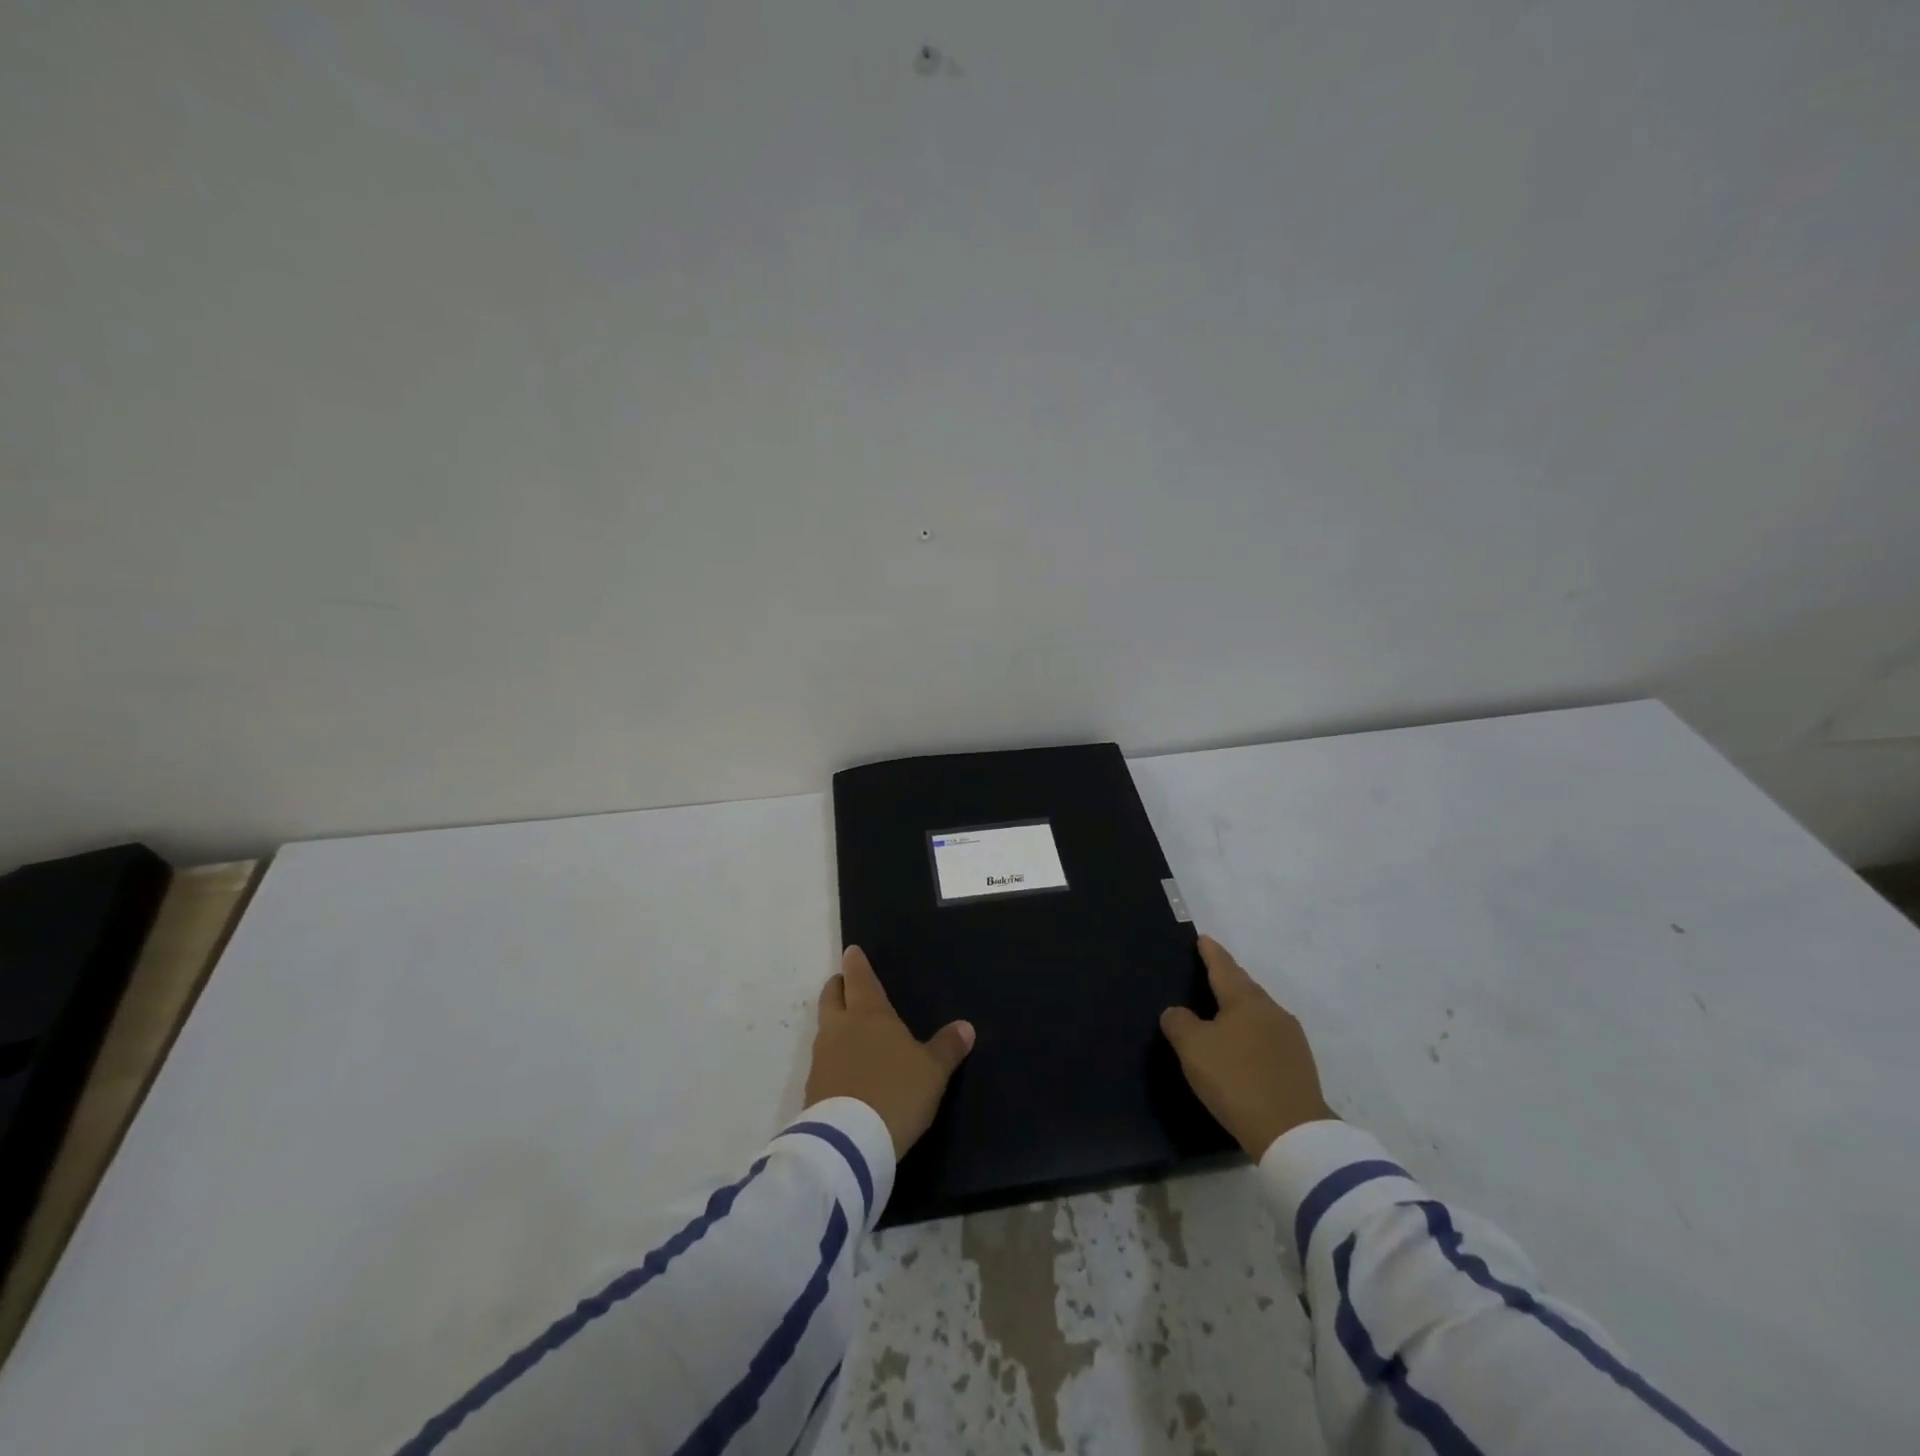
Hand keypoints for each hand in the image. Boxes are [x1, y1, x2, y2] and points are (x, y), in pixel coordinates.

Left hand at [805, 946, 975, 1158]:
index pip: (859, 978)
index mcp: (869, 1014)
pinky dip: (833, 1056)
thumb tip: (966, 1026)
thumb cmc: (896, 1092)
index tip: (851, 952)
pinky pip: (823, 1060)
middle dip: (838, 986)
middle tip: (845, 983)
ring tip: (849, 1028)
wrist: (849, 1142)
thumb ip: (947, 1047)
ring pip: (825, 1027)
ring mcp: (822, 1057)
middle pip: (832, 996)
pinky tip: (845, 1069)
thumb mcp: (932, 1071)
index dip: (855, 964)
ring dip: (834, 1022)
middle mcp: (840, 1027)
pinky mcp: (813, 1087)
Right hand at [1160, 935, 1334, 1159]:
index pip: (1223, 967)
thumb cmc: (1236, 1080)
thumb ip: (1179, 1023)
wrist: (1292, 1133)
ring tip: (1223, 1009)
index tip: (1203, 939)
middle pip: (1244, 986)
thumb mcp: (1193, 1049)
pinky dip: (1252, 1031)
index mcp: (1245, 1000)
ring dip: (1240, 1006)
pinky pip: (1268, 1035)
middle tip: (1210, 970)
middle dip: (1227, 977)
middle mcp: (1271, 1011)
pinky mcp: (1299, 1065)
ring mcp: (1290, 1038)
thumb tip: (1177, 1012)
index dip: (1211, 952)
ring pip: (1258, 1011)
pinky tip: (1243, 1044)